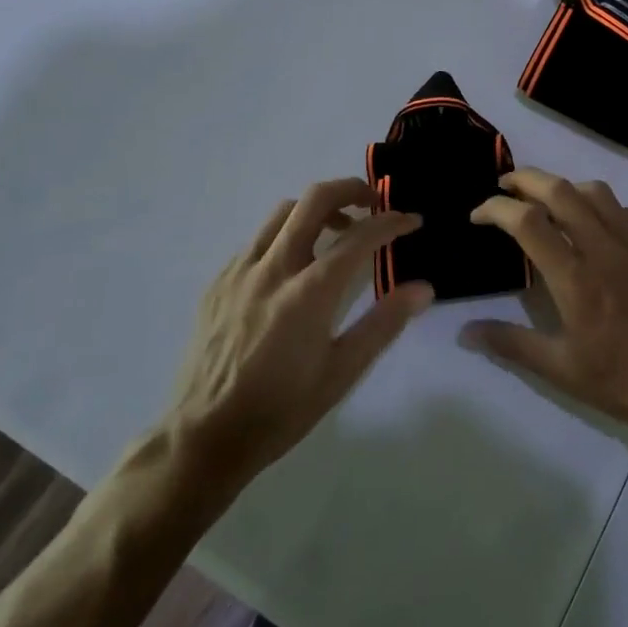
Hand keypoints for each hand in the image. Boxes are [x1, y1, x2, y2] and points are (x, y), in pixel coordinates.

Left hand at [168, 179, 432, 487]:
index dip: (392, 222)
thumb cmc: (281, 410)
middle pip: (314, 200)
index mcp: (308, 293)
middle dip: (351, 188)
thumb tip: (423, 288)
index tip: (413, 220)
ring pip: (283, 212)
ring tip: (337, 231)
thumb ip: (384, 324)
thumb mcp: (342, 373)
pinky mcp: (218, 282)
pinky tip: (293, 266)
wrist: (203, 437)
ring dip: (317, 209)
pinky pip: (257, 240)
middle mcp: (273, 269)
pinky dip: (285, 235)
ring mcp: (239, 271)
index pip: (359, 237)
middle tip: (374, 203)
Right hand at [461, 169, 627, 444]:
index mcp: (575, 277)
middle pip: (559, 190)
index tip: (477, 215)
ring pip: (594, 191)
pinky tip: (591, 223)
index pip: (528, 222)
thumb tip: (464, 332)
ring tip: (544, 200)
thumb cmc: (623, 381)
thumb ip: (510, 344)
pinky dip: (597, 203)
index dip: (496, 209)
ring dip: (562, 186)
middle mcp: (603, 248)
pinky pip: (622, 209)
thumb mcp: (560, 370)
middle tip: (503, 187)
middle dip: (525, 179)